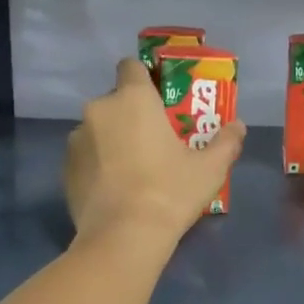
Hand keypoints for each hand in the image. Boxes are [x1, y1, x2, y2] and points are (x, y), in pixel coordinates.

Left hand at [65, 58, 246, 244]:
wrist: (123, 237)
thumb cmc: (170, 192)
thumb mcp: (210, 168)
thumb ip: (226, 141)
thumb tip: (238, 126)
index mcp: (132, 99)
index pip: (131, 66)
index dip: (144, 78)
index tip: (159, 99)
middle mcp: (99, 110)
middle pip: (115, 101)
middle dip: (131, 115)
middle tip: (154, 141)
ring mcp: (76, 139)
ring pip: (98, 129)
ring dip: (112, 139)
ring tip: (133, 169)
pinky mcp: (65, 169)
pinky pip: (85, 156)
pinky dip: (97, 164)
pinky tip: (115, 189)